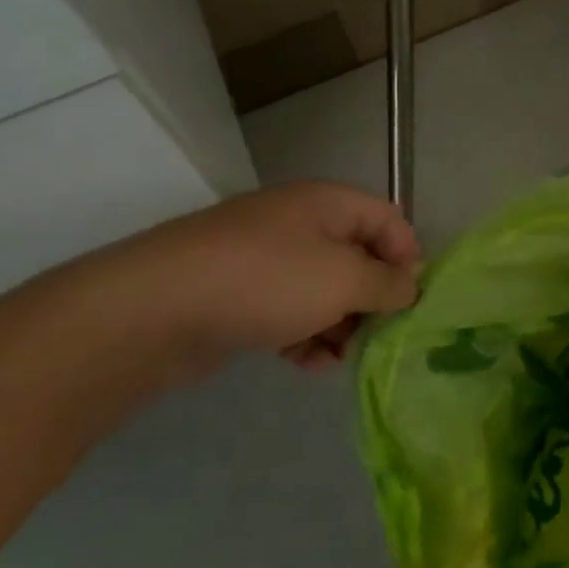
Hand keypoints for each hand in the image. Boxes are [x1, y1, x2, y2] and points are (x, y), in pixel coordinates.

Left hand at [110, 181, 421, 370]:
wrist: (156, 310)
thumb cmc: (267, 281)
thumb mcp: (345, 279)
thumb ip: (389, 283)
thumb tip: (411, 287)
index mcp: (327, 204)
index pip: (388, 219)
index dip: (408, 257)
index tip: (412, 300)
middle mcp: (298, 224)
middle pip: (357, 257)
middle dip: (373, 298)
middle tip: (379, 335)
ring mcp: (264, 259)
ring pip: (324, 290)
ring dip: (340, 325)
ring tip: (339, 356)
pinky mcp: (239, 295)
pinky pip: (289, 311)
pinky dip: (305, 336)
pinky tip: (307, 364)